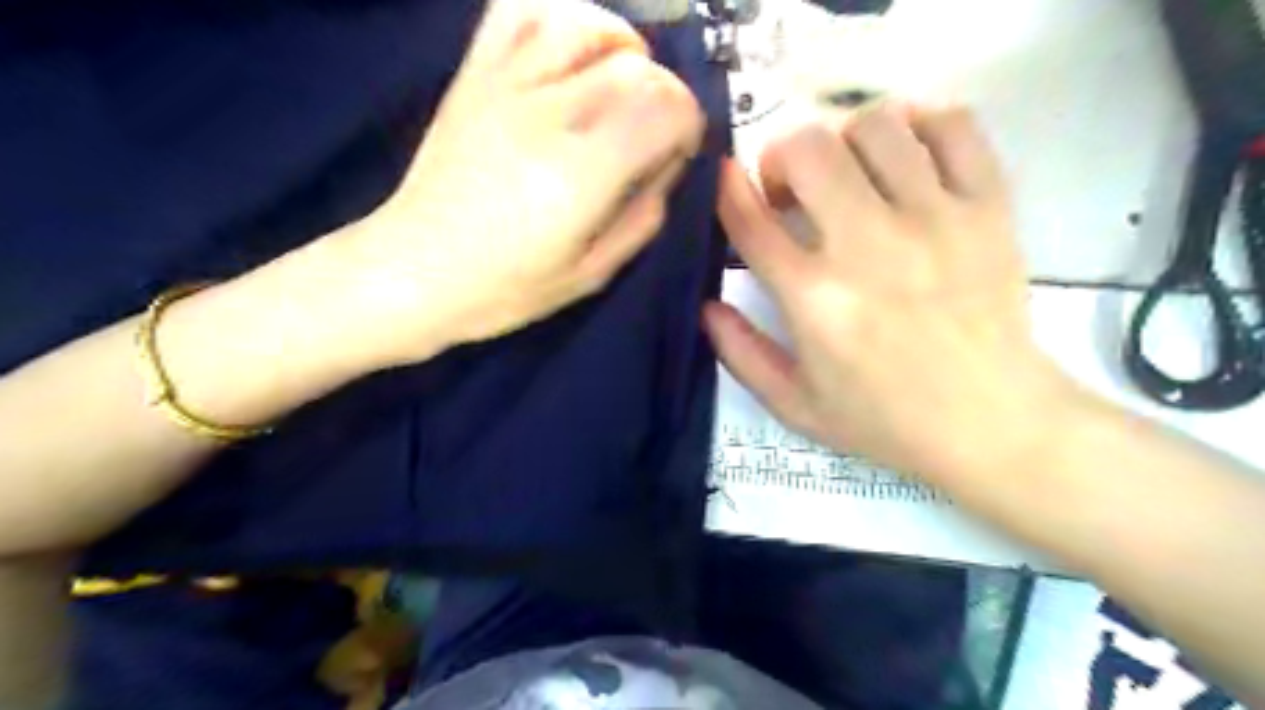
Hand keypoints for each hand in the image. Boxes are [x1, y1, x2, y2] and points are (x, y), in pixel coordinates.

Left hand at [326, 1, 702, 365]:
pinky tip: (569, 52)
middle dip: (664, 93)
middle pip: (635, 67)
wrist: (413, 272)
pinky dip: (557, 20)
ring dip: (620, 45)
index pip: (664, 108)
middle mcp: (547, 118)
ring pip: (582, 25)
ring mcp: (504, 89)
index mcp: (581, 175)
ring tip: (621, 78)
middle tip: (653, 129)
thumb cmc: (505, 288)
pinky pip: (516, 14)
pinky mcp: (473, 78)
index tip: (678, 151)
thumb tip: (665, 168)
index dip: (688, 123)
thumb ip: (642, 218)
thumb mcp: (592, 274)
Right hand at [707, 104, 1080, 487]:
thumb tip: (706, 304)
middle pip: (808, 150)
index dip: (728, 189)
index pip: (752, 220)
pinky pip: (954, 126)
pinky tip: (908, 153)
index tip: (726, 178)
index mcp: (814, 299)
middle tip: (791, 187)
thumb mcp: (794, 405)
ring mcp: (934, 220)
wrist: (991, 423)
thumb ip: (740, 354)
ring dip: (845, 140)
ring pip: (876, 125)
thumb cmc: (884, 418)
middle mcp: (867, 246)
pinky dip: (921, 122)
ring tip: (851, 172)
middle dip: (783, 156)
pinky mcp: (988, 208)